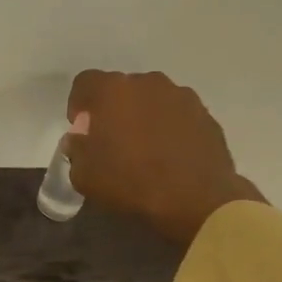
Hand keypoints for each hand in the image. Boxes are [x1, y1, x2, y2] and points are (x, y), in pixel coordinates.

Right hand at [65, 70, 265, 247]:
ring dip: (142, 117)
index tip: (81, 130)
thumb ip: (76, 149)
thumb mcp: (83, 174)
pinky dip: (168, 129)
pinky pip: (177, 115)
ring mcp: (182, 96)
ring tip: (143, 149)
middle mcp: (148, 83)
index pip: (85, 82)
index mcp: (113, 91)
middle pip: (121, 88)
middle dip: (112, 110)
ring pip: (152, 100)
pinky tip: (168, 156)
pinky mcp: (205, 115)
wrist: (195, 200)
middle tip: (111, 141)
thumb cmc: (130, 182)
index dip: (79, 104)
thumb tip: (80, 139)